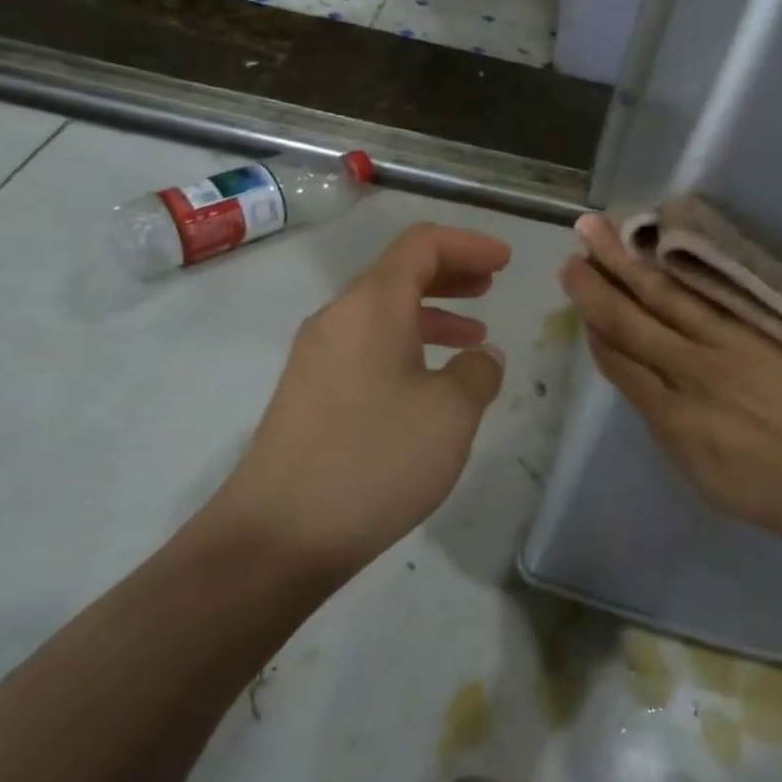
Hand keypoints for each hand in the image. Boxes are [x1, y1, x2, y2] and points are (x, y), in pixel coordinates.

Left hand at [200, 224, 510, 582]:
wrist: (276, 538)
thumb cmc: (373, 460)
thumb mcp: (450, 414)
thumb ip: (478, 372)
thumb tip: (482, 357)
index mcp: (371, 305)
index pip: (421, 244)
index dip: (468, 244)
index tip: (505, 261)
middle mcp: (338, 318)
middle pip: (399, 272)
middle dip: (451, 273)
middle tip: (492, 285)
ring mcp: (318, 356)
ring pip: (383, 312)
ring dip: (432, 312)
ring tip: (473, 336)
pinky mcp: (310, 392)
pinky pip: (367, 345)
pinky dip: (407, 345)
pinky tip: (431, 382)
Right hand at [559, 214, 781, 567]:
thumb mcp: (709, 481)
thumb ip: (672, 431)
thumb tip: (649, 390)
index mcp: (676, 420)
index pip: (621, 363)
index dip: (595, 331)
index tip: (578, 304)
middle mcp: (694, 372)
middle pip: (632, 321)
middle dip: (596, 288)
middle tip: (570, 256)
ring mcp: (729, 343)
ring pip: (664, 296)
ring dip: (627, 261)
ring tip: (600, 230)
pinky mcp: (760, 326)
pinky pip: (707, 292)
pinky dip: (677, 268)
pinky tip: (660, 249)